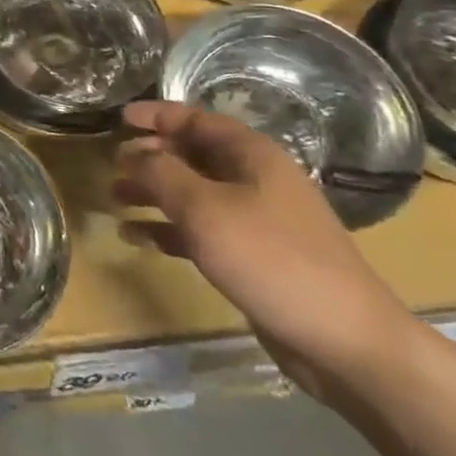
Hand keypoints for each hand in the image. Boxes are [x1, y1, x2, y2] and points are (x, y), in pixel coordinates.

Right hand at [114, 100, 420, 398]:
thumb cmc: (271, 259)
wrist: (344, 340)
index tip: (118, 118)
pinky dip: (168, 229)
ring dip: (154, 193)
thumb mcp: (205, 209)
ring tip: (115, 197)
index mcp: (253, 157)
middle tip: (112, 164)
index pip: (197, 120)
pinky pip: (201, 230)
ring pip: (193, 193)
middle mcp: (256, 180)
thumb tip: (131, 152)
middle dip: (151, 156)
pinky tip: (137, 237)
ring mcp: (256, 219)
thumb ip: (161, 173)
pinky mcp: (252, 256)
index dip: (157, 115)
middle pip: (194, 155)